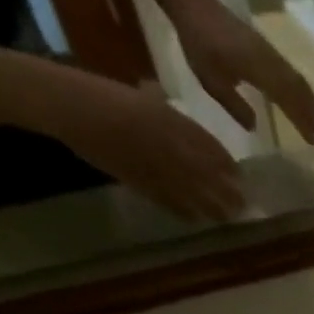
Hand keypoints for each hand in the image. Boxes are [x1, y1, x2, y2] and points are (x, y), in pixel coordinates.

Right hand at [44, 74, 243, 221]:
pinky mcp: (143, 184)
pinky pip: (172, 204)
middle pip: (212, 177)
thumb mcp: (140, 96)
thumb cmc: (102, 93)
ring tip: (228, 218)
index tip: (240, 177)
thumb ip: (161, 108)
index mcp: (174, 122)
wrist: (70, 105)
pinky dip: (185, 213)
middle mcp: (174, 148)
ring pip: (197, 195)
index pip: (212, 148)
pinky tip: (195, 220)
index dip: (228, 166)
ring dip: (215, 209)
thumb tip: (169, 109)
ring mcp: (160, 168)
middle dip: (230, 192)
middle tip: (243, 205)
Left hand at [176, 4, 313, 146]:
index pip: (290, 102)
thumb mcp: (211, 81)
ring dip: (313, 106)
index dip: (305, 123)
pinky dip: (303, 93)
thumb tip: (255, 127)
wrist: (195, 3)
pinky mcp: (269, 51)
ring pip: (300, 83)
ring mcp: (273, 55)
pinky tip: (304, 104)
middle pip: (302, 93)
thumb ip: (235, 106)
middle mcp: (273, 64)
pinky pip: (293, 74)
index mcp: (261, 72)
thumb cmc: (200, 43)